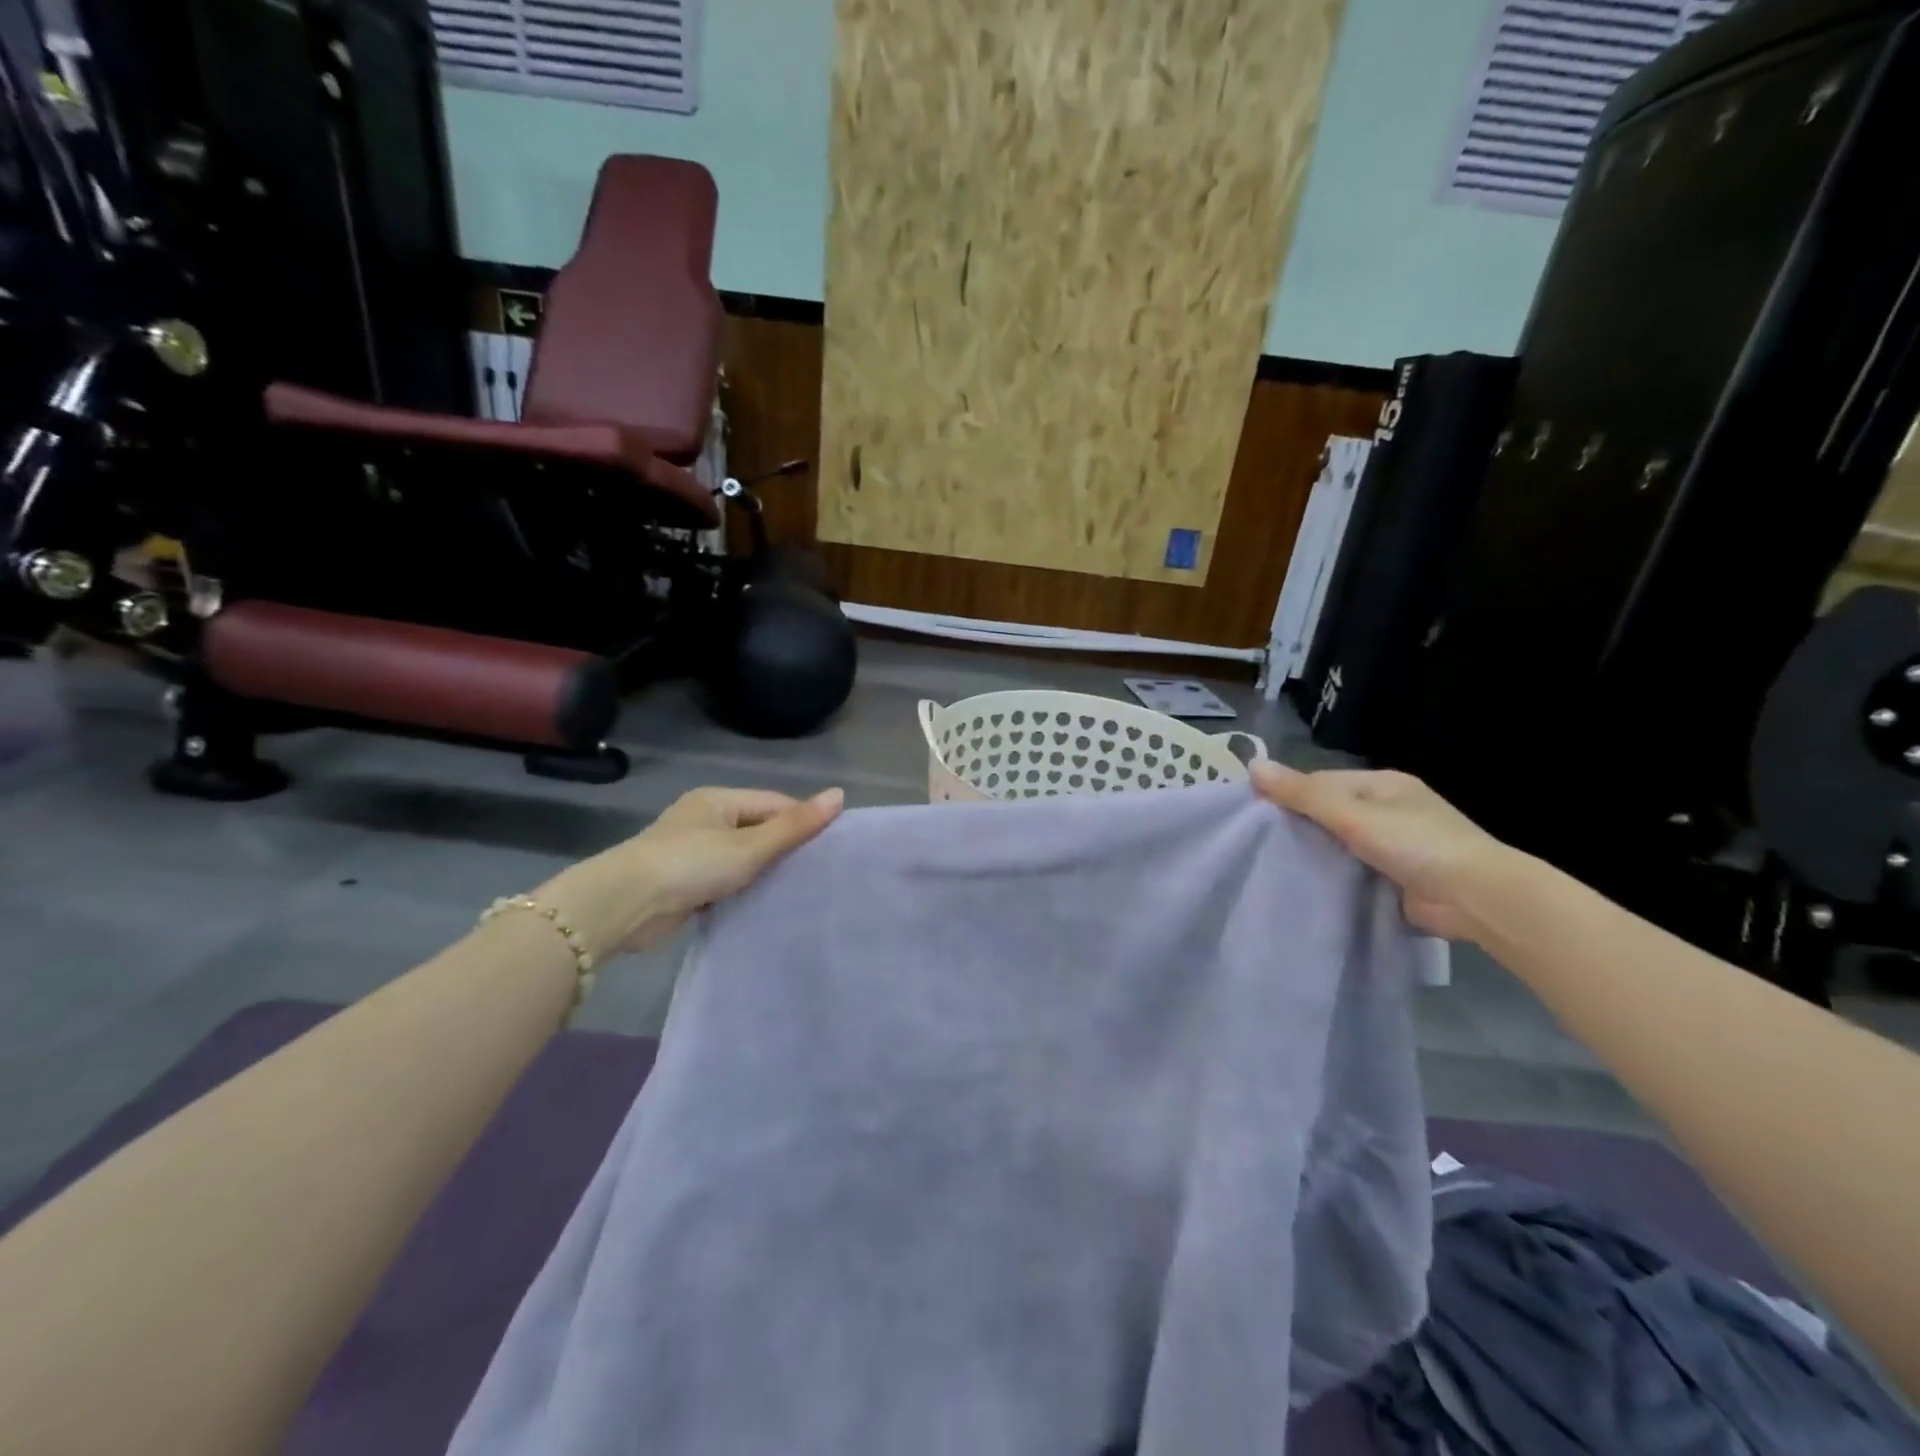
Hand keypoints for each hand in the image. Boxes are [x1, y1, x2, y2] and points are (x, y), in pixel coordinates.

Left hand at [537, 786, 844, 959]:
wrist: (624, 907)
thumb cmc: (691, 865)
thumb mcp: (750, 846)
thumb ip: (794, 826)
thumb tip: (840, 795)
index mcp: (718, 799)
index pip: (775, 803)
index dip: (803, 821)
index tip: (830, 847)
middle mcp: (704, 818)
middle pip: (758, 828)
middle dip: (784, 848)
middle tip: (819, 872)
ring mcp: (691, 850)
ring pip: (742, 857)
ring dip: (763, 871)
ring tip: (798, 890)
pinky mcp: (682, 882)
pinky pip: (725, 879)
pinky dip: (742, 889)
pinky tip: (763, 903)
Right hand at [1250, 761, 1518, 940]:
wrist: (1476, 898)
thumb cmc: (1415, 843)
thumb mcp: (1352, 814)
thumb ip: (1303, 794)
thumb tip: (1252, 765)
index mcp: (1382, 785)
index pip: (1322, 782)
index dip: (1288, 794)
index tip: (1255, 814)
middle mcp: (1389, 811)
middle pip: (1330, 813)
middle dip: (1299, 826)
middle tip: (1258, 843)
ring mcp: (1395, 846)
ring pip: (1340, 844)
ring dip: (1315, 853)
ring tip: (1271, 865)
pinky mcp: (1396, 879)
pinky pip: (1353, 871)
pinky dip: (1333, 876)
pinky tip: (1304, 885)